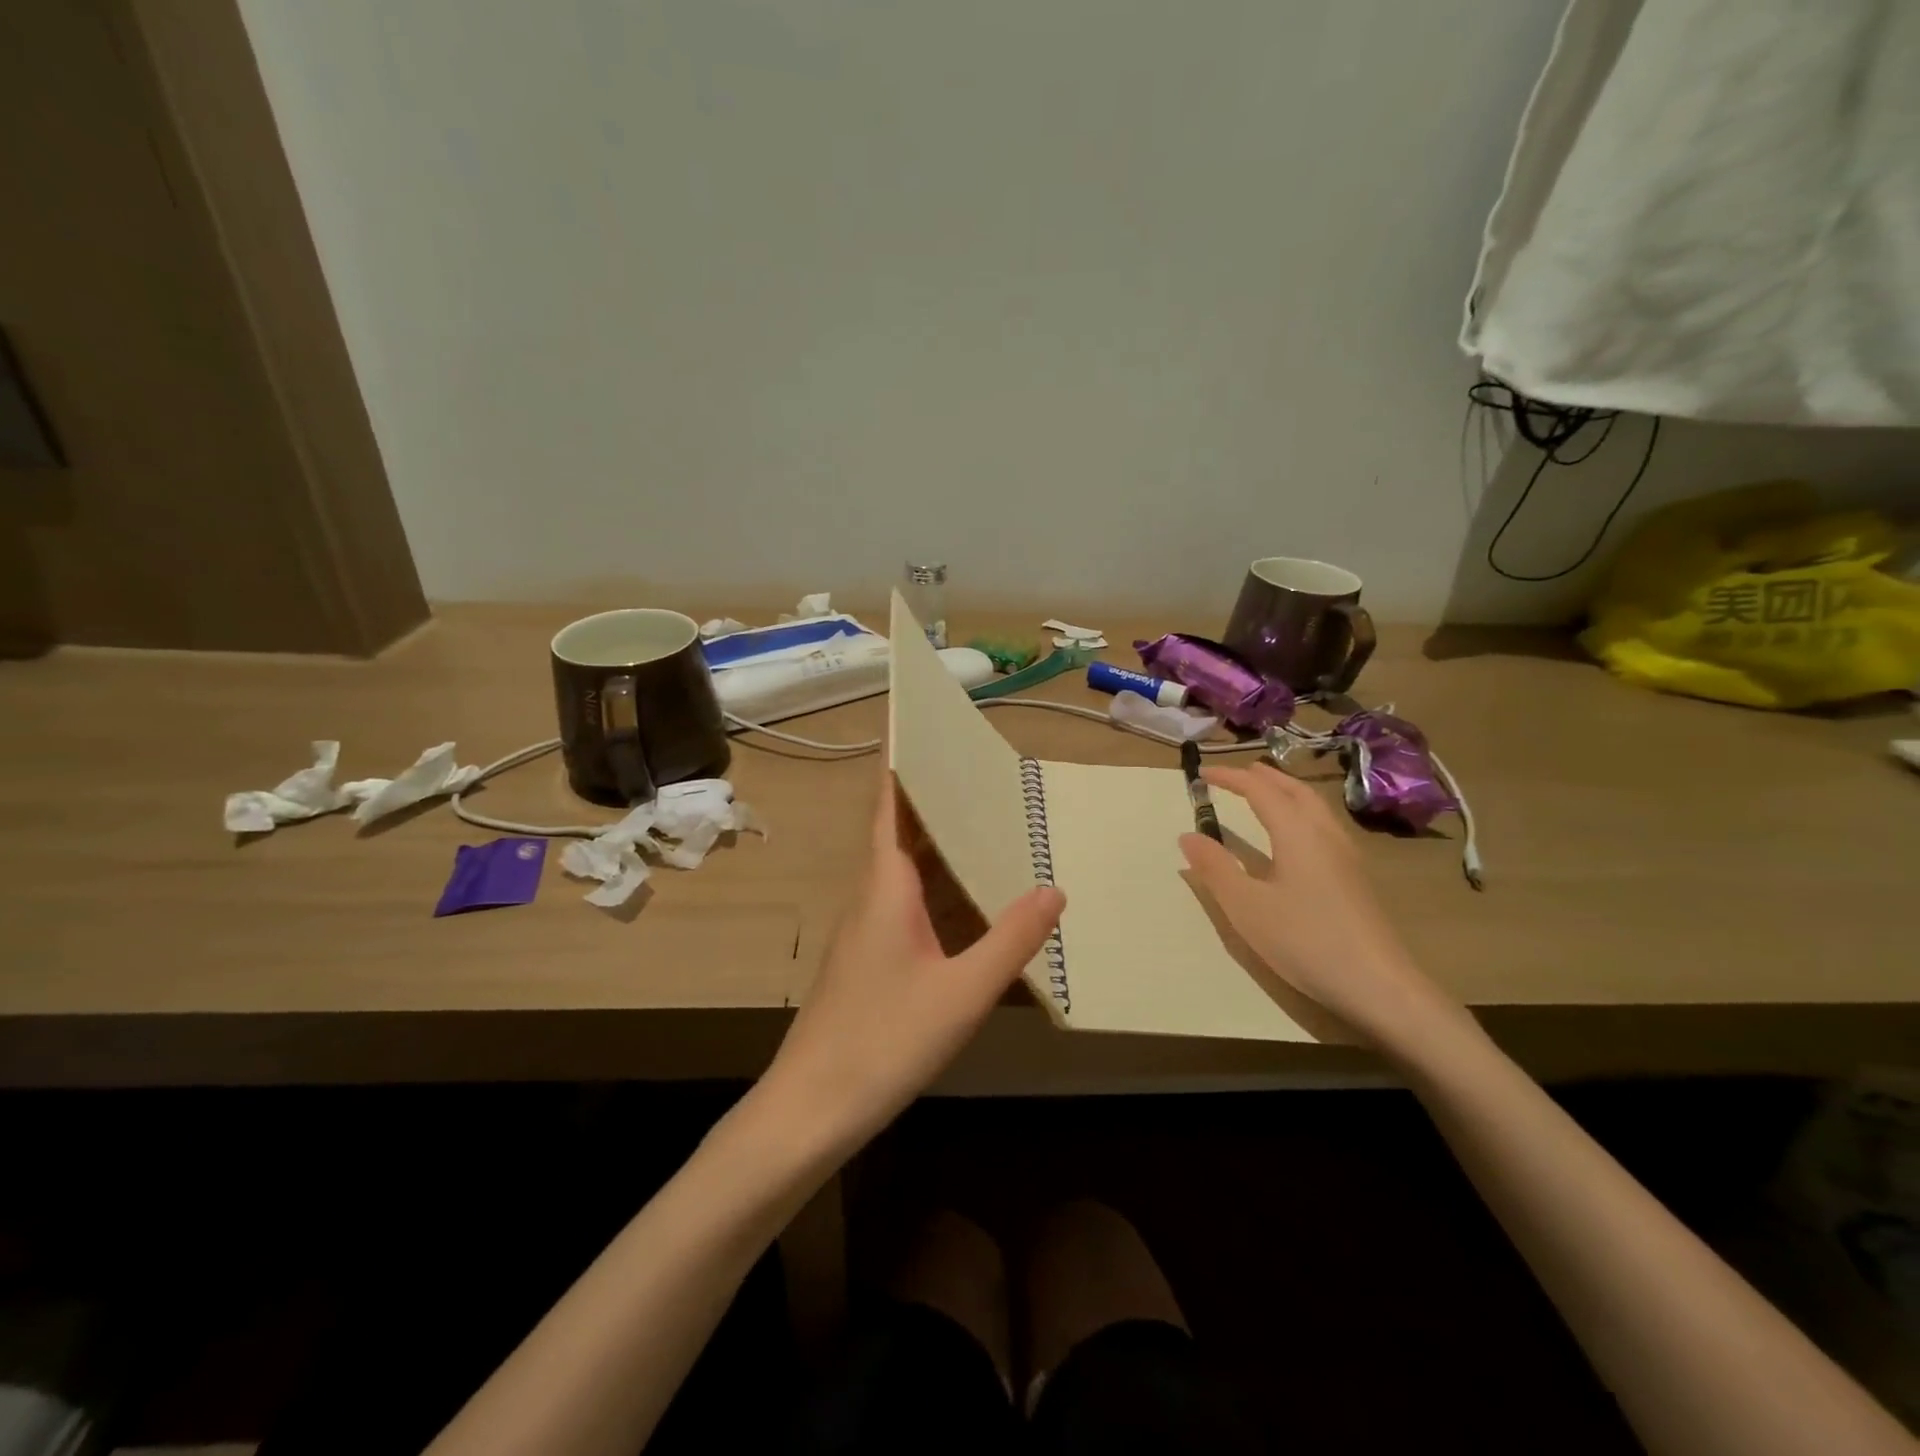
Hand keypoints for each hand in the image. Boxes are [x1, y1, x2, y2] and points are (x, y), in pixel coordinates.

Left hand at [764, 770, 1064, 1157]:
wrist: (811, 1109)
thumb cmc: (884, 1040)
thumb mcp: (962, 992)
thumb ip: (1011, 939)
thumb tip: (1054, 888)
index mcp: (886, 887)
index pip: (891, 806)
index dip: (903, 765)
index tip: (921, 728)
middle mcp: (873, 897)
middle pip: (904, 834)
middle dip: (938, 803)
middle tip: (986, 776)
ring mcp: (869, 932)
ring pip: (909, 874)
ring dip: (943, 850)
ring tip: (992, 828)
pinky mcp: (872, 961)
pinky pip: (912, 908)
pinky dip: (942, 893)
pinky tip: (974, 906)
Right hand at [1178, 762, 1459, 1052]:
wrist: (1379, 985)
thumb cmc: (1305, 940)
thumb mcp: (1246, 907)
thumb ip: (1215, 868)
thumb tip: (1188, 835)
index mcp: (1297, 833)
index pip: (1260, 791)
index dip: (1231, 778)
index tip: (1203, 773)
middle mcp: (1325, 833)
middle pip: (1295, 790)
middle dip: (1265, 777)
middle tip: (1238, 774)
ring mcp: (1347, 855)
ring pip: (1315, 806)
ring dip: (1286, 791)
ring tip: (1265, 794)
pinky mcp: (1356, 877)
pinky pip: (1324, 824)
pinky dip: (1301, 812)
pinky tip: (1296, 836)